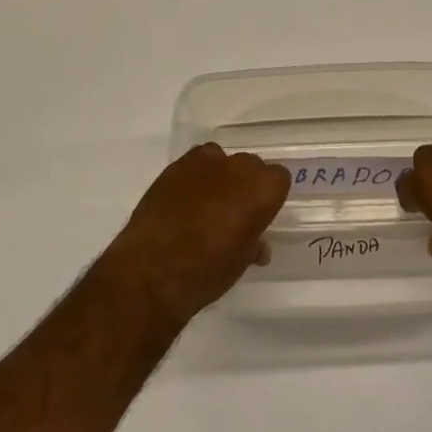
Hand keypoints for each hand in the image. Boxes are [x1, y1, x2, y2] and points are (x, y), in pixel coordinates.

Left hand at [99, 144, 290, 327]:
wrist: (152, 271)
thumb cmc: (207, 272)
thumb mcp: (240, 262)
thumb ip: (254, 243)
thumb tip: (257, 244)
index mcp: (262, 190)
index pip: (279, 178)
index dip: (270, 196)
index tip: (260, 214)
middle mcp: (237, 168)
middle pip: (250, 166)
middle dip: (246, 184)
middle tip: (234, 212)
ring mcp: (204, 163)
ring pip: (222, 160)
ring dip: (220, 177)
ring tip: (207, 204)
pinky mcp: (175, 166)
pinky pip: (194, 163)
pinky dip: (195, 177)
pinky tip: (184, 200)